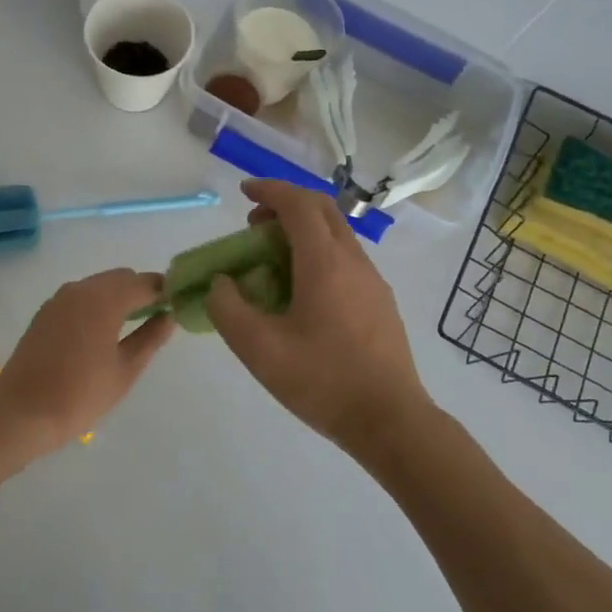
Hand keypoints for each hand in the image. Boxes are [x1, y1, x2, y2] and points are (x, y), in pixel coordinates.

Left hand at [0, 269, 175, 450]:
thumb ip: (150, 338)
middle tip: (155, 320)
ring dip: (117, 297)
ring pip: (98, 286)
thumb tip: (168, 316)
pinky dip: (96, 305)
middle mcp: (80, 289)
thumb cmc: (80, 395)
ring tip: (129, 329)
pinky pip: (79, 297)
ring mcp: (58, 299)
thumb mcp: (125, 370)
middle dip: (140, 292)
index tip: (177, 306)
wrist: (21, 413)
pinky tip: (99, 334)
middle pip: (120, 278)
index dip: (164, 291)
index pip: (144, 282)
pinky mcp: (44, 313)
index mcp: (104, 300)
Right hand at [206, 179, 432, 454]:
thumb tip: (222, 283)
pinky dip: (318, 253)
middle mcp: (354, 261)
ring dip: (303, 230)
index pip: (298, 204)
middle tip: (255, 223)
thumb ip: (228, 308)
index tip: (243, 191)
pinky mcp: (380, 302)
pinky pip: (345, 259)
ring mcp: (372, 281)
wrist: (390, 420)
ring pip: (336, 234)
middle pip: (322, 209)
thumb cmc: (321, 381)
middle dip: (286, 204)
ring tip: (272, 258)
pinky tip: (300, 290)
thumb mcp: (258, 348)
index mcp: (325, 262)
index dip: (269, 190)